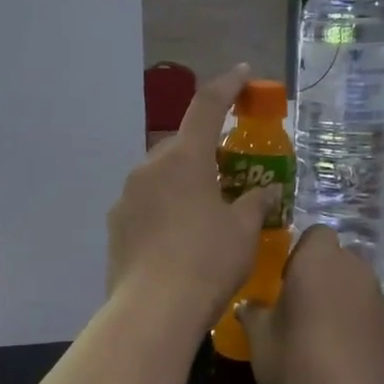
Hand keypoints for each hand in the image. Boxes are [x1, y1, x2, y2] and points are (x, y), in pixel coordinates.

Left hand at [107, 65, 280, 327]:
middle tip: (227, 173)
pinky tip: (178, 239)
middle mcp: (148, 168)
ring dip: (181, 183)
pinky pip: (145, 204)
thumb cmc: (207, 262)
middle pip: (180, 146)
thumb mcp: (244, 232)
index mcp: (184, 158)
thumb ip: (257, 203)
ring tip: (203, 212)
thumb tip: (268, 191)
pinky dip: (164, 209)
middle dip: (203, 151)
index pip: (207, 106)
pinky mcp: (116, 226)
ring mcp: (126, 197)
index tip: (243, 73)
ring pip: (159, 176)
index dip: (228, 86)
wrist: (153, 311)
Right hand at [237, 225, 383, 383]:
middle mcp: (356, 271)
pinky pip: (372, 314)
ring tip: (324, 335)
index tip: (285, 282)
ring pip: (358, 287)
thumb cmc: (295, 366)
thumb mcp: (260, 340)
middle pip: (340, 260)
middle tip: (301, 308)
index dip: (301, 254)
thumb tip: (249, 306)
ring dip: (343, 300)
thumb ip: (254, 314)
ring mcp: (382, 300)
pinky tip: (346, 356)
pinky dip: (360, 325)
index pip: (316, 234)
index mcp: (319, 263)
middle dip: (323, 276)